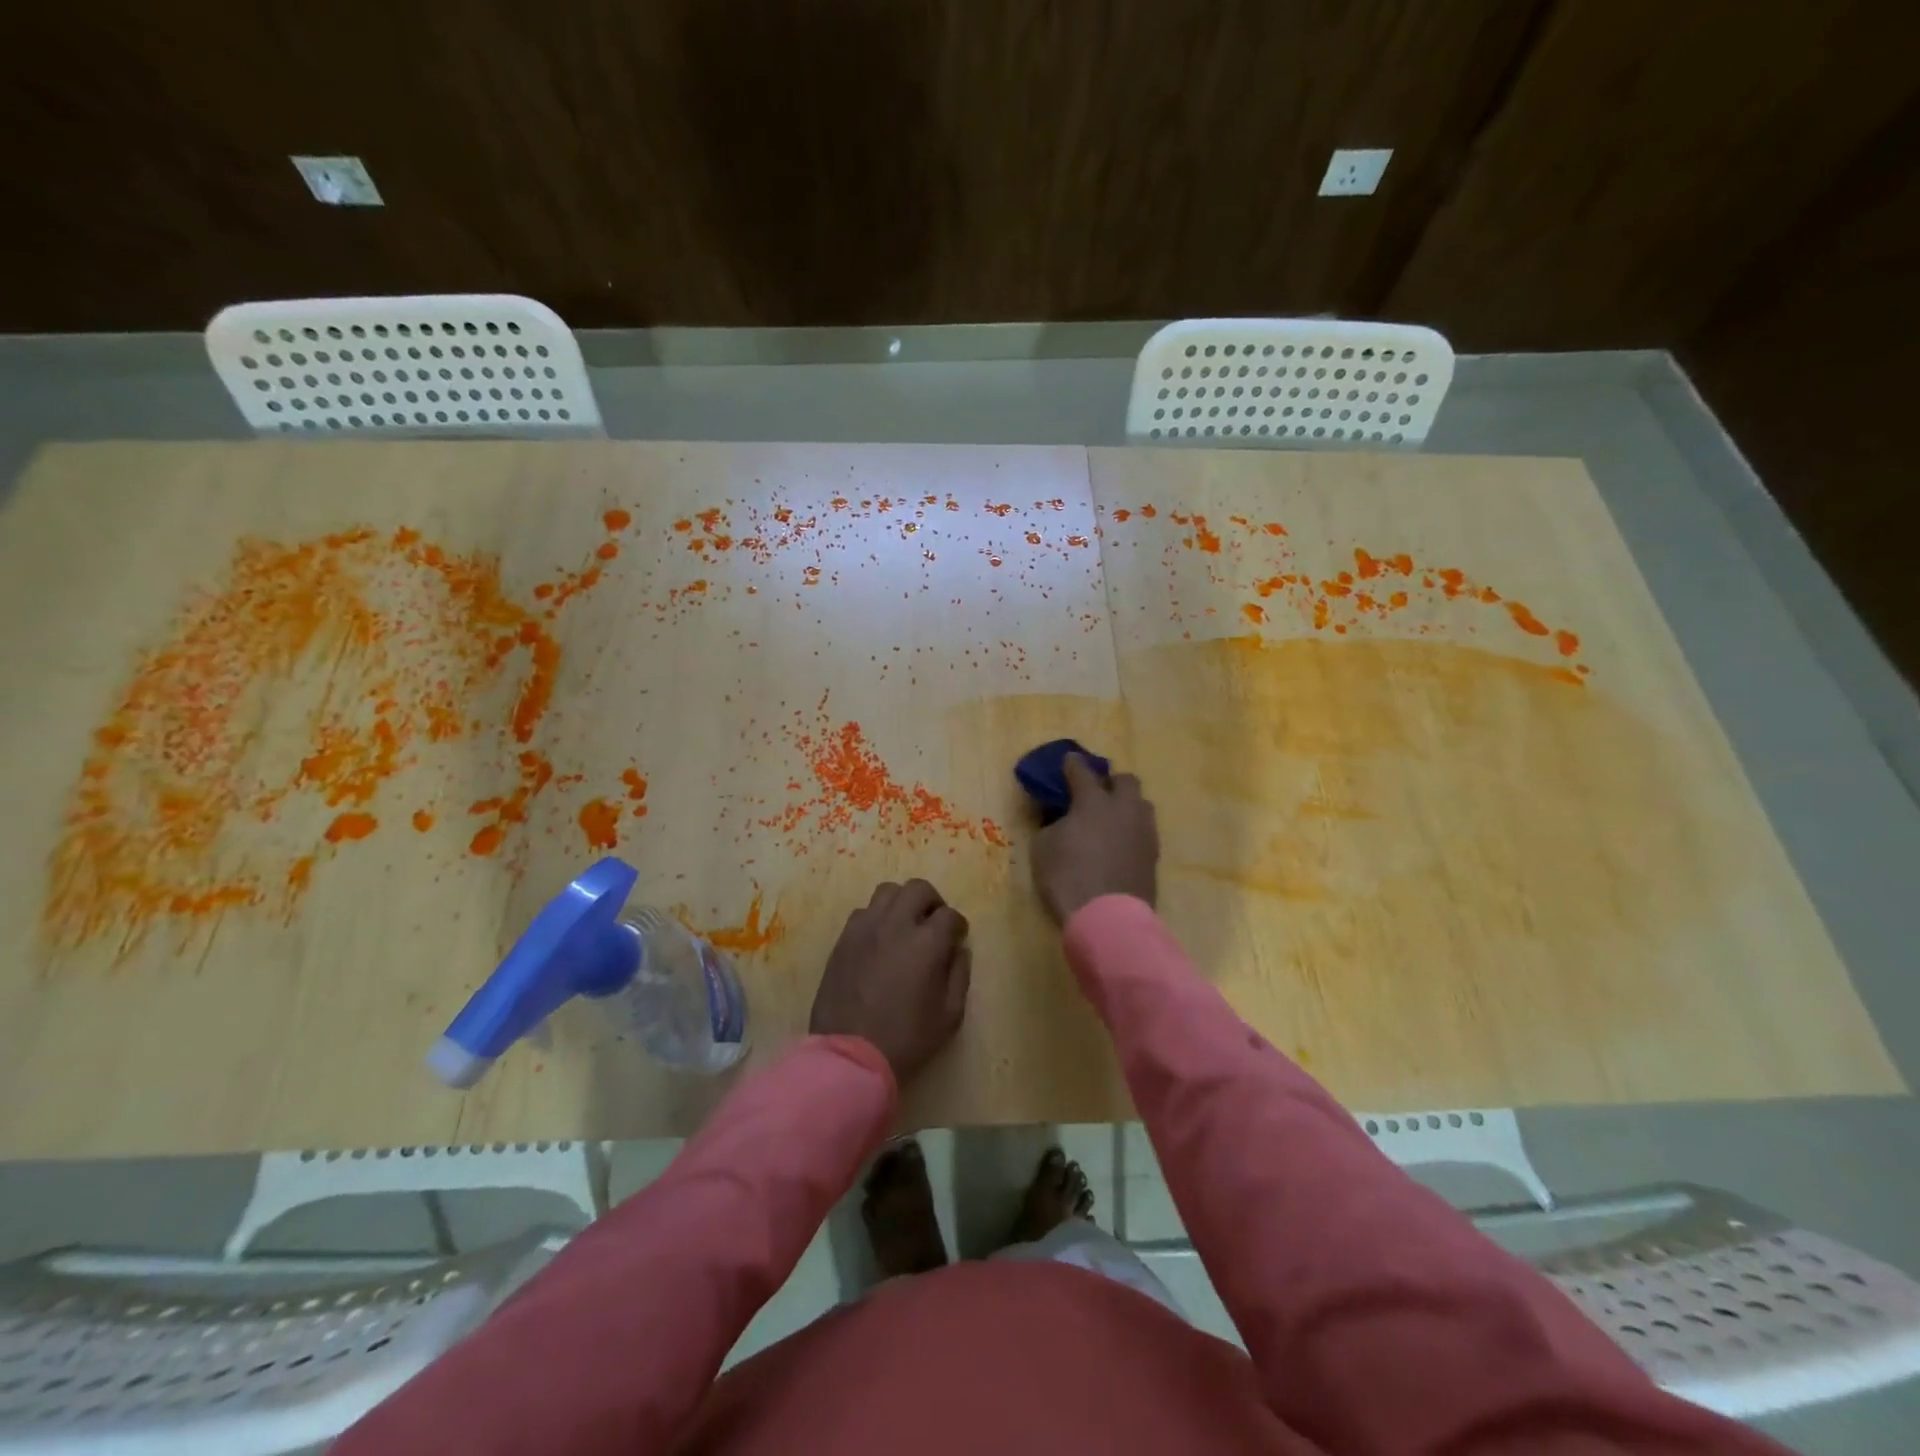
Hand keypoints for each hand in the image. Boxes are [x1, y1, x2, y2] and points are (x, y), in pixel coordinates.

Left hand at [810, 880, 970, 1083]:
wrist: (850, 1055)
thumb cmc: (906, 1039)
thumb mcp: (949, 1015)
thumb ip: (959, 975)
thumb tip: (958, 950)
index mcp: (926, 943)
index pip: (950, 915)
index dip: (958, 926)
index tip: (957, 940)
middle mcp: (895, 925)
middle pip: (918, 889)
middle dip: (932, 902)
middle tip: (933, 924)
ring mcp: (865, 928)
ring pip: (888, 892)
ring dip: (902, 903)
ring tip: (904, 926)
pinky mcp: (844, 939)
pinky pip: (863, 912)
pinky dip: (877, 918)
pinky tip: (879, 941)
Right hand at [1032, 754, 1158, 924]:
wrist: (1107, 918)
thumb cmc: (1067, 878)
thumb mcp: (1043, 848)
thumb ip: (1052, 824)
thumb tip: (1062, 819)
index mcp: (1093, 801)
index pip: (1082, 771)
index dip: (1072, 764)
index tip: (1068, 761)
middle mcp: (1124, 808)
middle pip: (1125, 780)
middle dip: (1111, 782)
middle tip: (1096, 793)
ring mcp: (1143, 831)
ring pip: (1141, 804)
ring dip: (1126, 805)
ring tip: (1111, 820)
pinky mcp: (1154, 855)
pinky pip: (1144, 830)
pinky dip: (1132, 831)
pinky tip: (1120, 843)